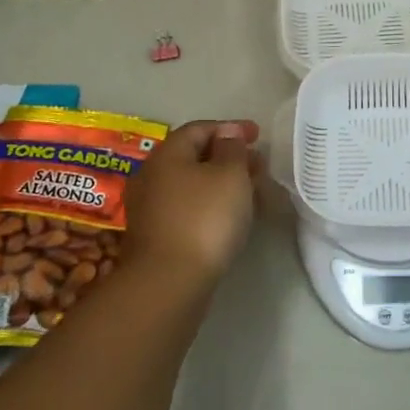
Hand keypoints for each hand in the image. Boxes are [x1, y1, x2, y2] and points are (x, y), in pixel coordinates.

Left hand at [122, 119, 260, 300]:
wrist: (171, 281)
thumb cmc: (205, 217)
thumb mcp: (230, 174)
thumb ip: (233, 149)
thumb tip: (227, 137)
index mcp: (167, 154)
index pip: (199, 128)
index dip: (230, 128)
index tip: (258, 135)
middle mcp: (152, 176)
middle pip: (194, 157)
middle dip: (229, 157)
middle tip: (258, 165)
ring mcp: (151, 208)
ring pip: (193, 184)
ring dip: (223, 183)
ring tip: (252, 192)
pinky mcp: (158, 236)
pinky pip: (189, 208)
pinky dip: (212, 204)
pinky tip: (232, 217)